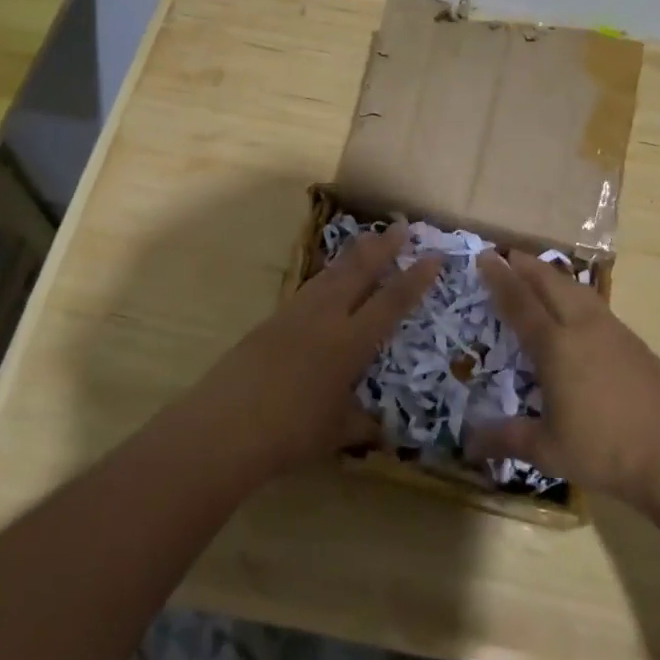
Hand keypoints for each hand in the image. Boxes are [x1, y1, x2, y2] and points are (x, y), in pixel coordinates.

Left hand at [194, 224, 441, 479]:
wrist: (225, 426)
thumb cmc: (290, 433)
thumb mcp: (336, 433)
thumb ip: (362, 425)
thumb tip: (383, 430)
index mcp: (350, 343)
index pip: (391, 302)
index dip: (415, 279)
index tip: (433, 256)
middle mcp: (326, 318)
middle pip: (359, 271)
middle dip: (383, 247)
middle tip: (401, 226)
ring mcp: (295, 314)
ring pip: (331, 273)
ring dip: (353, 254)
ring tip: (368, 238)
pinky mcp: (271, 320)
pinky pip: (309, 288)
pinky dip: (327, 275)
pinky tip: (328, 278)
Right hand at [469, 250, 659, 511]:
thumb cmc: (606, 452)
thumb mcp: (549, 451)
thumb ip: (506, 439)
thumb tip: (467, 445)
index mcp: (555, 347)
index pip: (520, 302)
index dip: (500, 278)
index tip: (484, 256)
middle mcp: (582, 328)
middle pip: (550, 283)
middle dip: (526, 265)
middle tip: (506, 254)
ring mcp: (612, 331)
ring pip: (576, 289)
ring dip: (553, 275)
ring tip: (538, 270)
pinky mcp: (634, 341)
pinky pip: (595, 303)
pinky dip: (575, 292)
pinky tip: (576, 305)